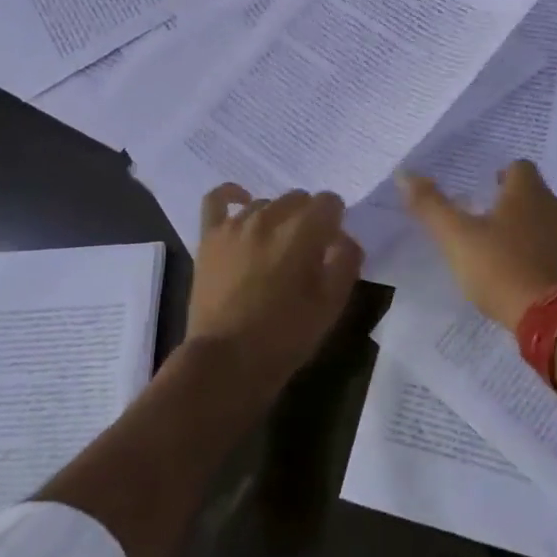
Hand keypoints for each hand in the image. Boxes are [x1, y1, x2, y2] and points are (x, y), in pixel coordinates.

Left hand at [187, 185, 363, 391]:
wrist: (227, 362)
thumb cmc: (285, 335)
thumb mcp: (332, 303)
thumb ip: (346, 261)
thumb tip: (345, 238)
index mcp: (303, 231)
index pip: (330, 202)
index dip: (336, 221)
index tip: (333, 245)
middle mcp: (269, 217)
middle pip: (299, 198)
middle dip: (309, 218)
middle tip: (308, 251)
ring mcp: (235, 225)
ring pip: (266, 203)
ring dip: (278, 218)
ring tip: (277, 247)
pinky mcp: (209, 237)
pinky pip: (216, 199)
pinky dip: (231, 195)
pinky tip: (243, 202)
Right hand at [400, 161, 556, 330]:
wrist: (555, 319)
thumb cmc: (502, 268)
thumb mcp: (457, 237)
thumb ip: (430, 206)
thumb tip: (404, 173)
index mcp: (529, 191)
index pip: (519, 167)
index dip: (501, 176)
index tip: (484, 193)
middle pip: (535, 194)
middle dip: (514, 205)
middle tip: (488, 224)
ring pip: (550, 222)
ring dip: (532, 230)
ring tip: (506, 252)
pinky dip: (545, 256)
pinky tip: (527, 276)